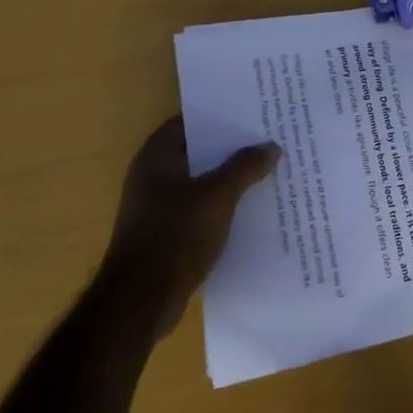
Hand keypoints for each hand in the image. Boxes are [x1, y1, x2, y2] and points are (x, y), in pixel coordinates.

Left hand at [101, 117, 280, 338]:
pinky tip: (252, 208)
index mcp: (156, 158)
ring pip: (202, 182)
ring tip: (268, 170)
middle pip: (198, 152)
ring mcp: (158, 207)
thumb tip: (271, 146)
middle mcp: (153, 177)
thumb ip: (245, 167)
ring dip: (230, 178)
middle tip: (269, 139)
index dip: (220, 116)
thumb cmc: (176, 235)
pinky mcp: (167, 233)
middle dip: (231, 148)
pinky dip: (223, 205)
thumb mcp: (218, 196)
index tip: (252, 113)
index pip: (189, 122)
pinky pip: (201, 208)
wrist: (142, 300)